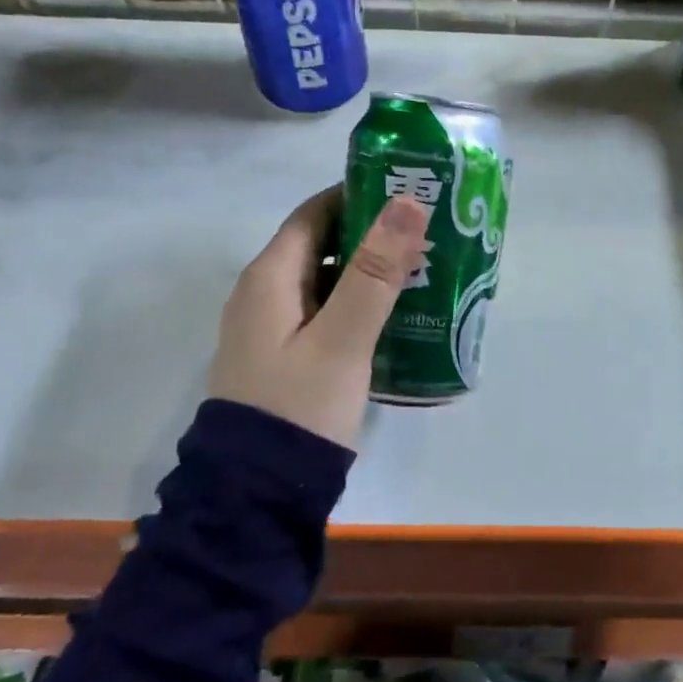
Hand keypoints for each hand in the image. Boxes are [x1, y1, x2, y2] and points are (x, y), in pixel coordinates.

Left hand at [207, 187, 430, 447]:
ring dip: (365, 270)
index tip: (406, 191)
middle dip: (369, 234)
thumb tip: (406, 201)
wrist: (257, 491)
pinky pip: (322, 311)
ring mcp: (271, 327)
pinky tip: (393, 314)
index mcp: (269, 277)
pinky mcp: (283, 356)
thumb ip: (375, 272)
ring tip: (421, 269)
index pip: (314, 213)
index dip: (356, 195)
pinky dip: (355, 302)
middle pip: (318, 245)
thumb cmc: (300, 406)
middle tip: (425, 232)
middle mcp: (263, 294)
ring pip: (322, 280)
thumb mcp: (343, 338)